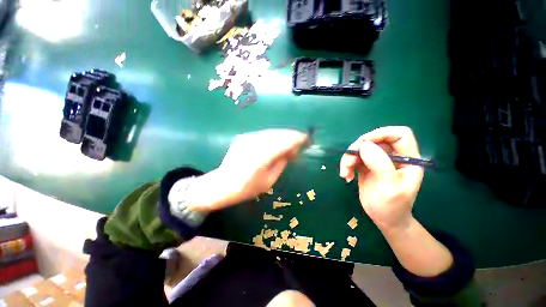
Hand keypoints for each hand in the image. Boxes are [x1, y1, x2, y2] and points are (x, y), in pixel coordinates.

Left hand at [185, 129, 307, 210]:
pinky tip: (276, 145)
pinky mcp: (244, 137)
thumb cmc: (247, 188)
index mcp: (262, 156)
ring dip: (283, 137)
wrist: (222, 184)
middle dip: (292, 137)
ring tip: (289, 146)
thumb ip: (281, 163)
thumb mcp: (269, 181)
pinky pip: (264, 135)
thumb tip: (291, 152)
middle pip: (279, 134)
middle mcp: (255, 143)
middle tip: (299, 145)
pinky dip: (273, 138)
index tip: (307, 140)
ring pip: (272, 132)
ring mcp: (248, 138)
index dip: (298, 139)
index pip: (285, 142)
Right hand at [339, 126, 423, 230]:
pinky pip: (354, 158)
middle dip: (358, 149)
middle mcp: (393, 157)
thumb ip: (379, 164)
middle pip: (374, 140)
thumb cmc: (392, 206)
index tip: (365, 143)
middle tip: (348, 161)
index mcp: (407, 159)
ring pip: (361, 149)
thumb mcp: (389, 187)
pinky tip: (345, 176)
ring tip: (344, 172)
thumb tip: (364, 145)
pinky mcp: (366, 166)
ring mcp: (378, 161)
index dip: (382, 133)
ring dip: (349, 158)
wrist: (384, 219)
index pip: (400, 134)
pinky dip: (346, 165)